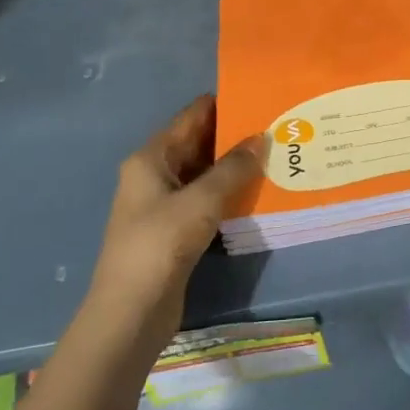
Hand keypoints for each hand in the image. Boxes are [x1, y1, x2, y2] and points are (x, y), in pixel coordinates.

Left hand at [87, 96, 267, 352]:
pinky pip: (207, 199)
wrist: (131, 312)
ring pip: (205, 173)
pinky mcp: (175, 229)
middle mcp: (155, 174)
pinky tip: (259, 191)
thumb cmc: (160, 244)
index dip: (224, 104)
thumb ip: (234, 168)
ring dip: (235, 166)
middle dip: (235, 135)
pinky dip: (230, 192)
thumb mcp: (202, 200)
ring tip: (277, 154)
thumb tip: (262, 138)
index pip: (192, 116)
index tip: (261, 97)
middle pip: (199, 143)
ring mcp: (164, 203)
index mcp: (151, 158)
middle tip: (278, 126)